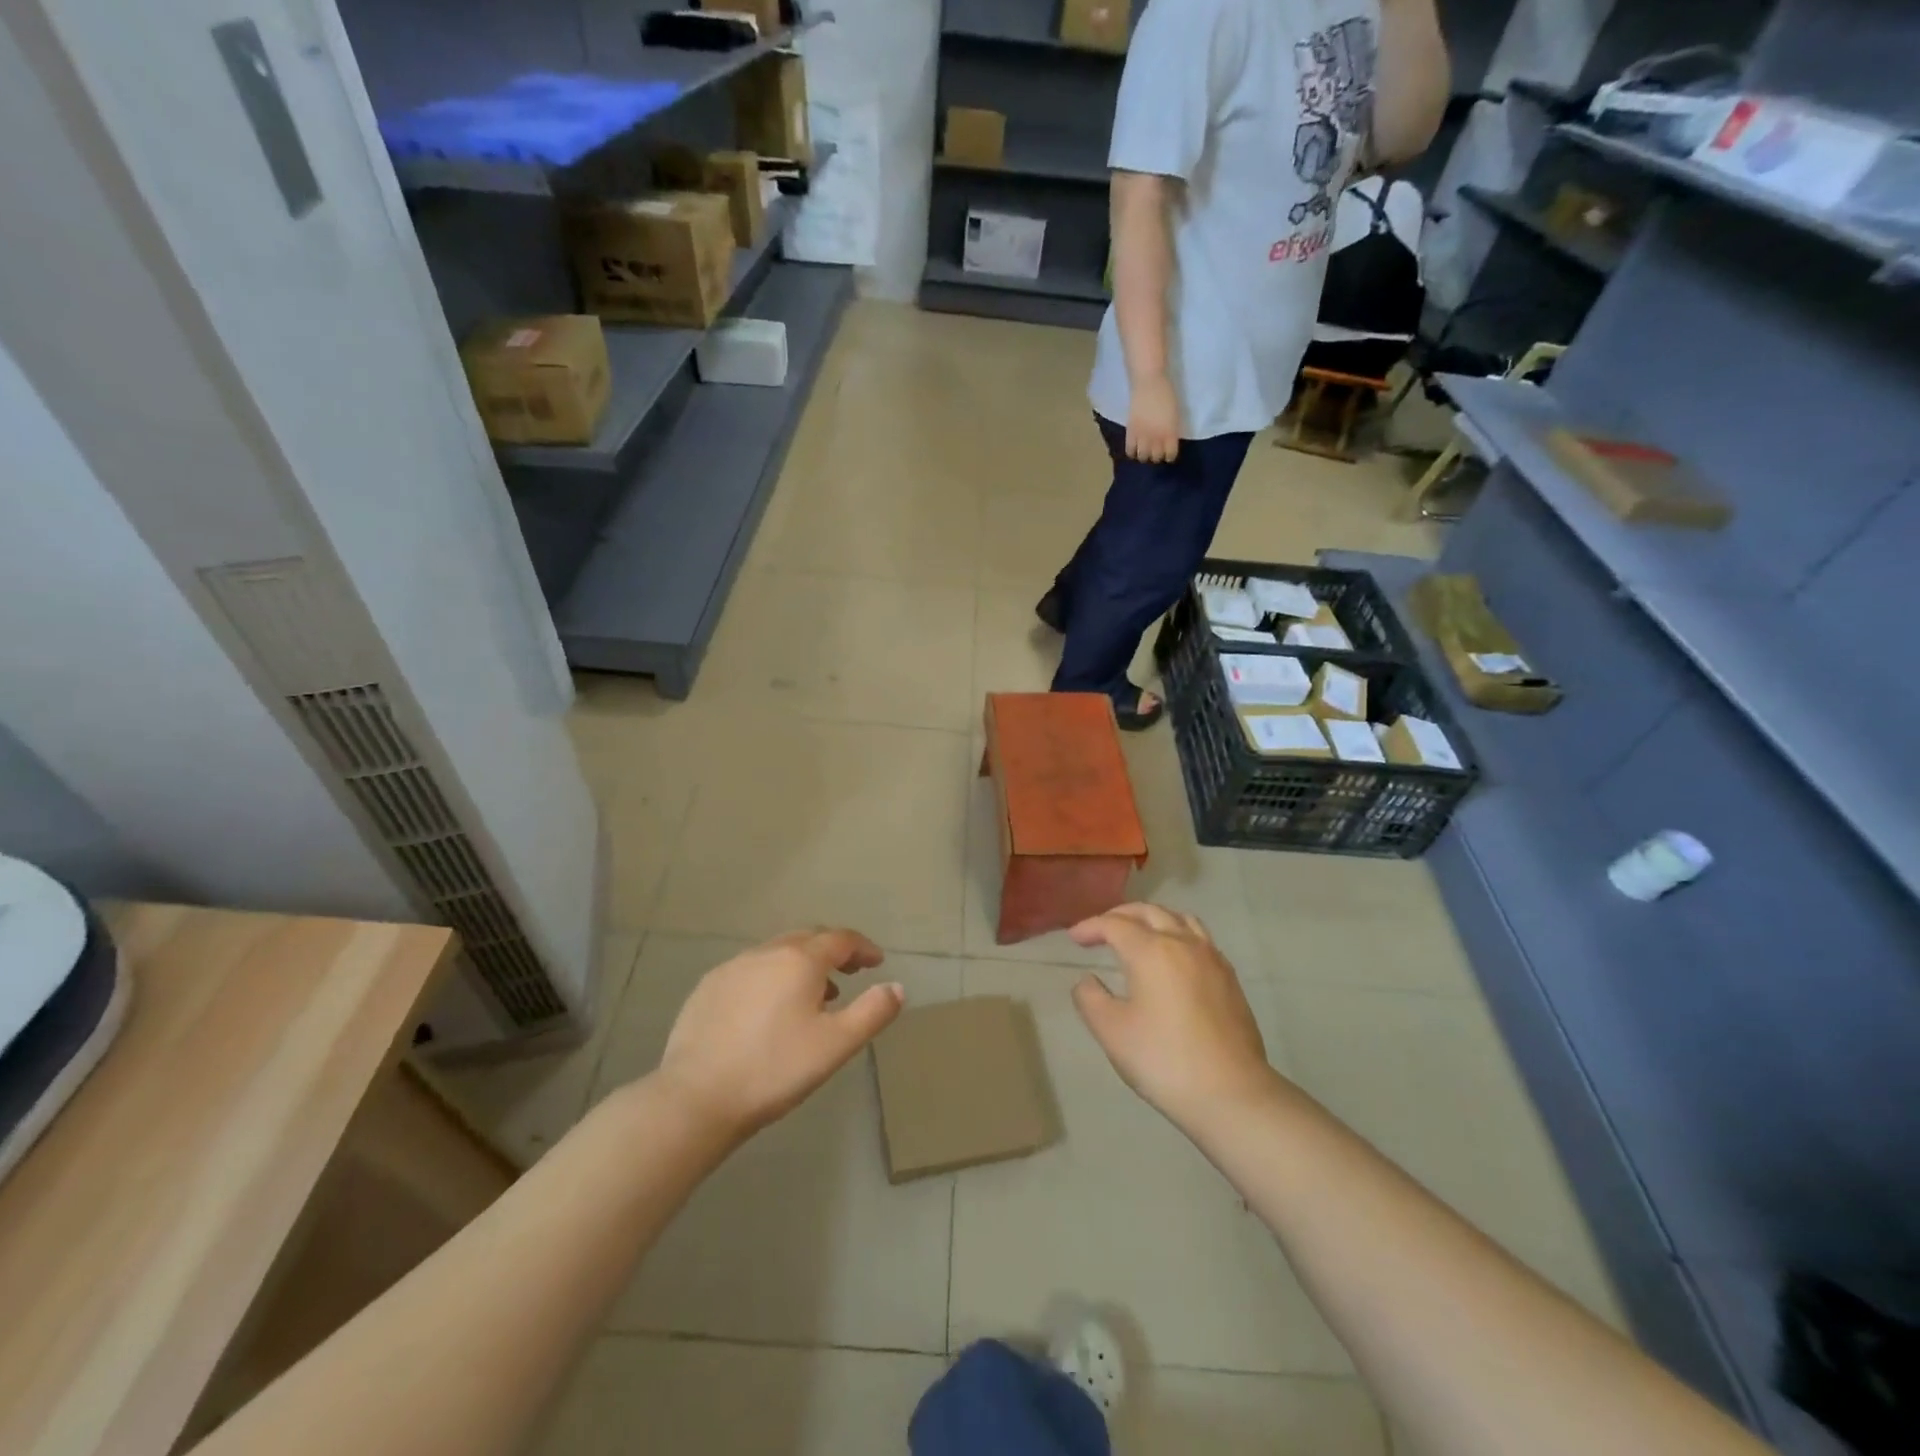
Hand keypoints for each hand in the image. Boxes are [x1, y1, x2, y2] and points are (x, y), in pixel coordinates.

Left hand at [656, 928, 903, 1141]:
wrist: (696, 1097)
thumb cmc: (774, 1069)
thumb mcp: (836, 1045)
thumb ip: (872, 1012)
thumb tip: (896, 987)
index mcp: (800, 960)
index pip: (841, 939)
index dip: (863, 948)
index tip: (877, 962)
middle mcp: (766, 952)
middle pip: (808, 938)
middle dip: (833, 951)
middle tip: (849, 973)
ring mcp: (733, 967)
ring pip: (777, 952)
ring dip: (801, 964)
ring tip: (813, 996)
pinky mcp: (708, 987)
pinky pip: (750, 970)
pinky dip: (771, 977)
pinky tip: (768, 1010)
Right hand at [1070, 904, 1281, 1132]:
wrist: (1231, 1093)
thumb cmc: (1164, 1060)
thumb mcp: (1112, 1032)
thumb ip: (1090, 999)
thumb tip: (1087, 981)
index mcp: (1151, 951)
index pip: (1115, 924)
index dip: (1091, 927)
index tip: (1074, 938)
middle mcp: (1183, 943)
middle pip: (1149, 912)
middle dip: (1120, 915)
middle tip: (1101, 930)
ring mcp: (1211, 958)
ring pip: (1179, 919)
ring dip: (1153, 919)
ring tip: (1139, 934)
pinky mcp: (1229, 978)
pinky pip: (1199, 938)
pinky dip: (1177, 934)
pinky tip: (1173, 958)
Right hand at [1126, 375, 1181, 463]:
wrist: (1149, 382)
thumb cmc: (1166, 394)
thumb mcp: (1175, 414)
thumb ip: (1172, 430)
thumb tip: (1169, 441)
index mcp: (1170, 432)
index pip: (1170, 454)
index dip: (1169, 456)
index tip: (1168, 454)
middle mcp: (1157, 437)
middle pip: (1156, 458)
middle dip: (1156, 456)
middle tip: (1155, 451)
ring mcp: (1142, 436)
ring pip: (1142, 456)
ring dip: (1144, 455)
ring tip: (1144, 450)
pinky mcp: (1131, 432)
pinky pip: (1130, 450)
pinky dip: (1132, 452)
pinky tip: (1134, 448)